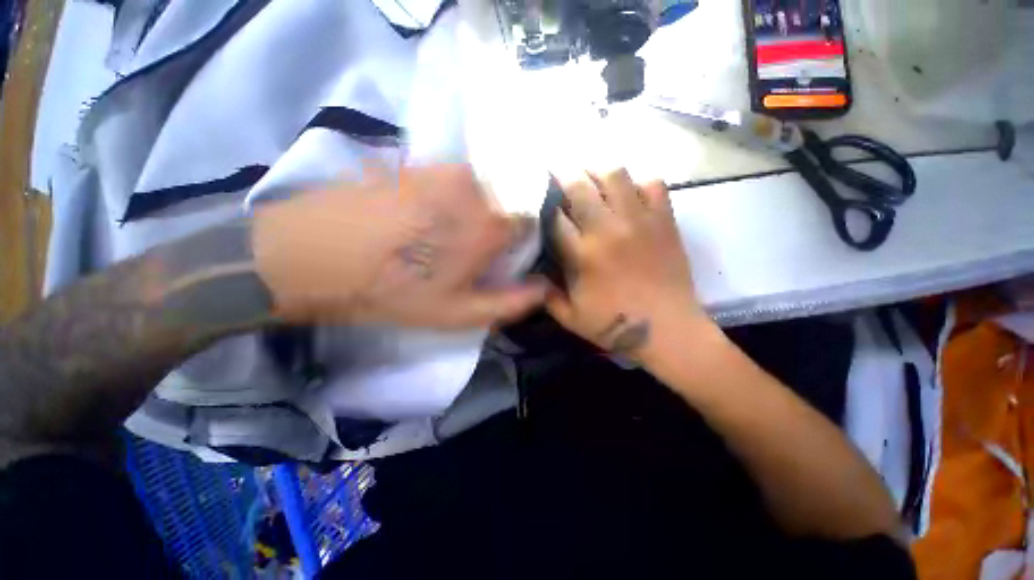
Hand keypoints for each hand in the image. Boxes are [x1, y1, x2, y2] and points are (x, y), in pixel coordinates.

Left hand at [253, 164, 545, 328]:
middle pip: (512, 199)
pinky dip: (457, 194)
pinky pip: (457, 177)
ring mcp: (445, 169)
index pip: (534, 219)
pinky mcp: (418, 164)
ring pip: (485, 186)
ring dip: (480, 207)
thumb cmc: (392, 291)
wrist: (312, 255)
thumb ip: (510, 303)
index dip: (526, 238)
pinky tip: (430, 215)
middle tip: (479, 248)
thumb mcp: (458, 313)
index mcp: (491, 224)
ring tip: (452, 232)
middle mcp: (477, 188)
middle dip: (505, 222)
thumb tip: (546, 289)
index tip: (510, 254)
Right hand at [546, 168, 707, 354]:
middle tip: (559, 174)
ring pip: (615, 175)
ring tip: (591, 178)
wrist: (668, 328)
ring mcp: (639, 221)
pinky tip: (629, 193)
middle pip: (580, 186)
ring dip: (598, 172)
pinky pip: (653, 184)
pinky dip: (638, 183)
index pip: (554, 216)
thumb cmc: (615, 325)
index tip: (540, 199)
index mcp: (582, 255)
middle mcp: (608, 230)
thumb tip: (533, 275)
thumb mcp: (570, 317)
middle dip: (564, 175)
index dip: (544, 204)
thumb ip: (547, 295)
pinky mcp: (664, 221)